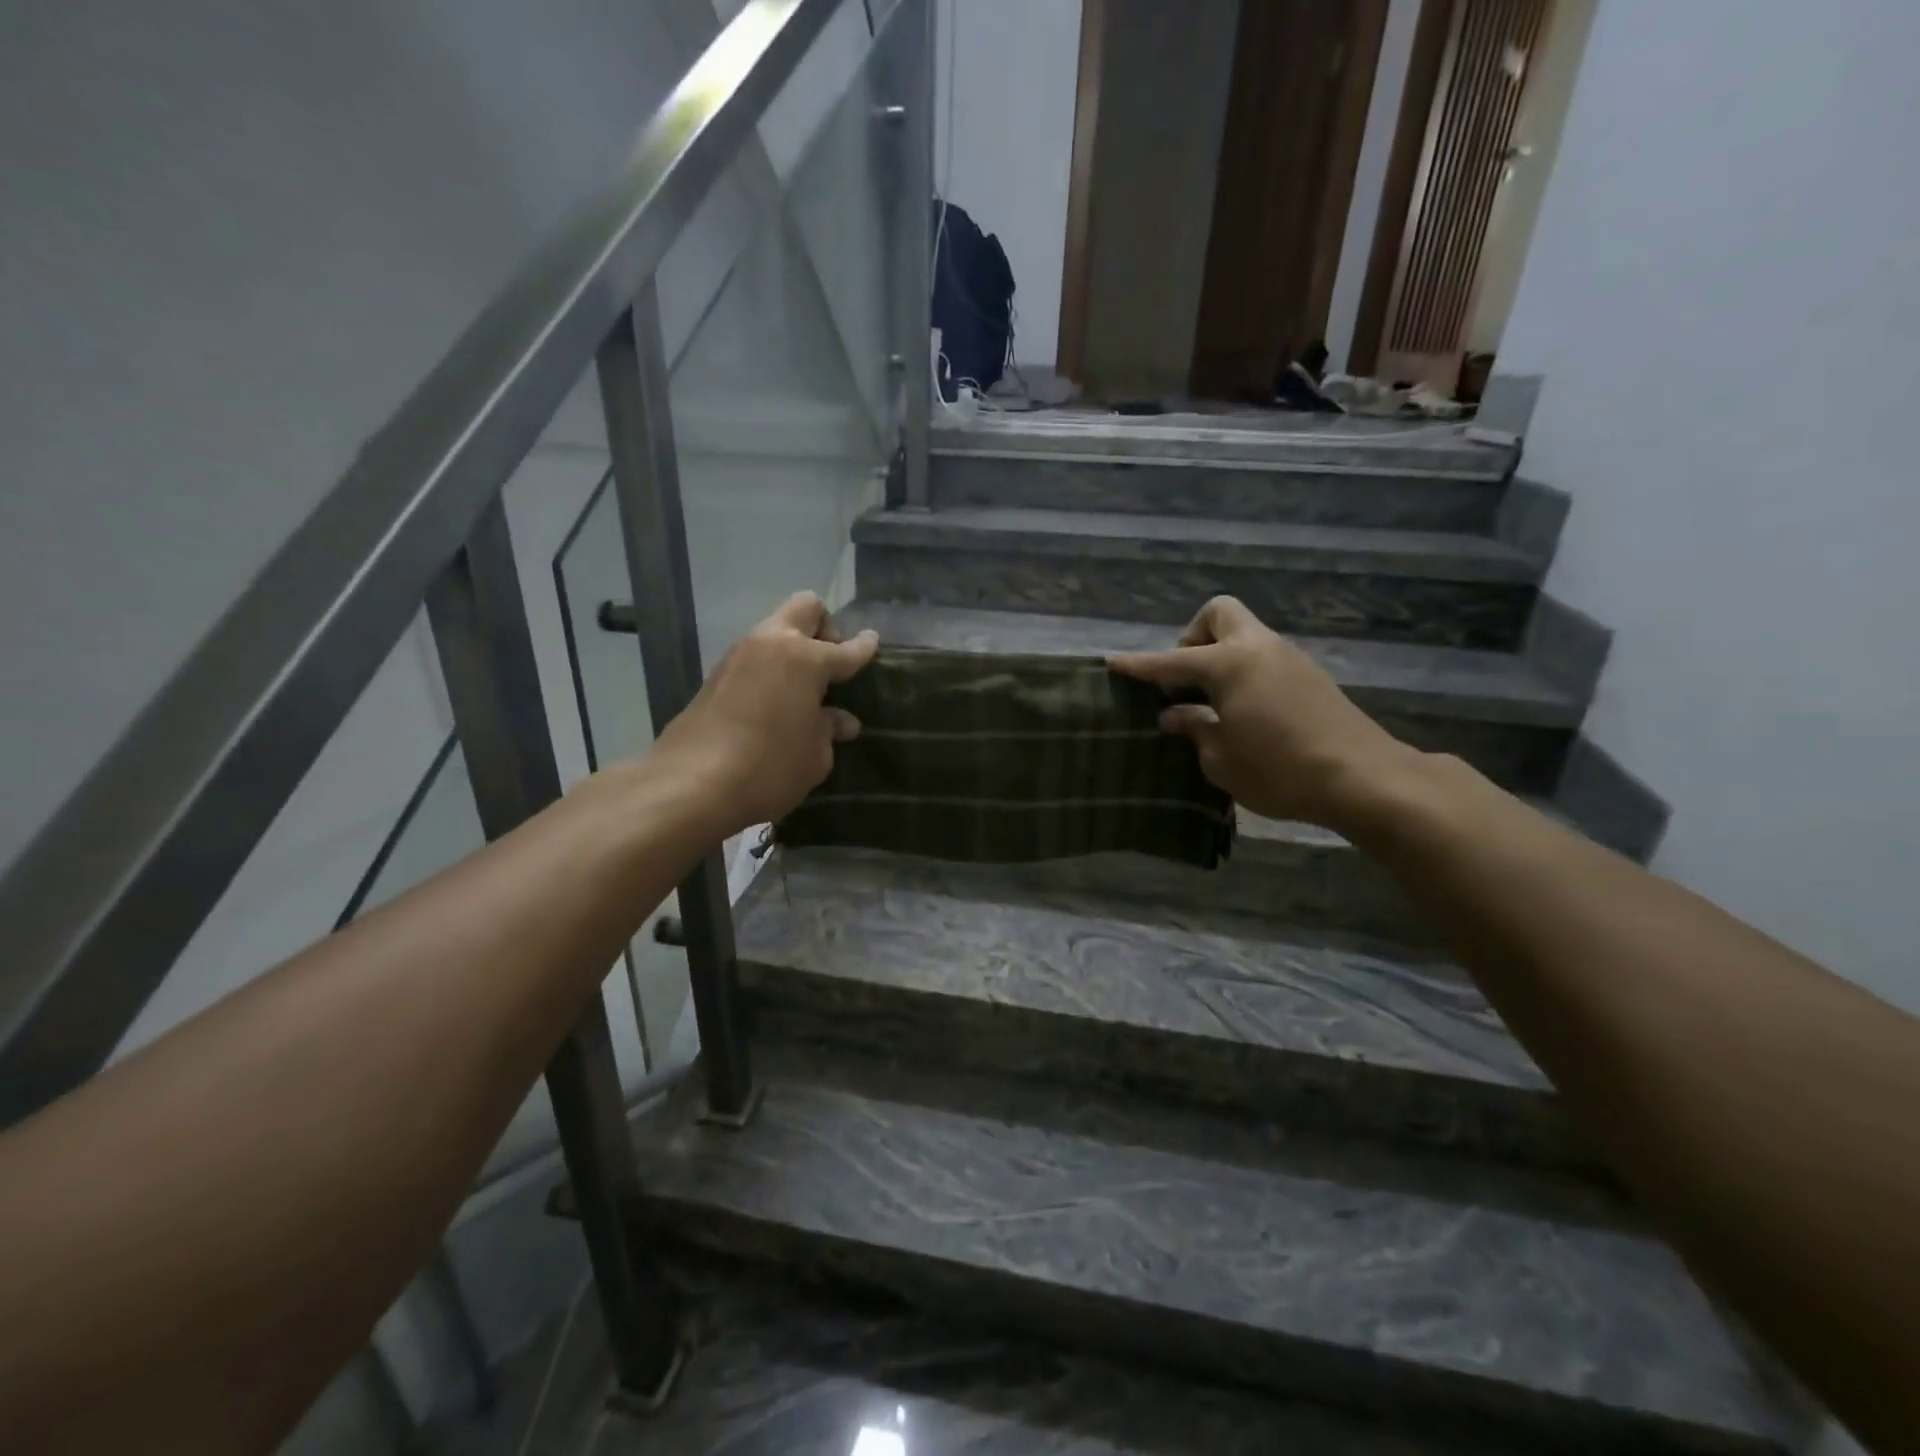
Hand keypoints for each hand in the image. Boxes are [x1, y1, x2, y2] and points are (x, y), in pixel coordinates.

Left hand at [654, 593, 878, 835]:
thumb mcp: (815, 755)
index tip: (873, 643)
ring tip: (802, 690)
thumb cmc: (770, 767)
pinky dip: (770, 670)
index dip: (864, 648)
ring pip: (775, 631)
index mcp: (805, 658)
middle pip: (805, 608)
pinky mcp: (715, 677)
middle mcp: (771, 645)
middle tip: (830, 664)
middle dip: (824, 627)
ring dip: (793, 649)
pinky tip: (774, 703)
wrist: (691, 785)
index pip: (846, 649)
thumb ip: (829, 730)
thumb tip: (840, 720)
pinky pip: (754, 658)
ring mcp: (738, 657)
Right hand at [1108, 596, 1418, 829]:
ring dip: (1220, 657)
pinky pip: (1263, 658)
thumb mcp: (1221, 758)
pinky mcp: (1310, 676)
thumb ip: (1194, 728)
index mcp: (1229, 664)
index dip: (1140, 665)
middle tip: (1184, 679)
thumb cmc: (1278, 769)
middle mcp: (1258, 648)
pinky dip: (1243, 672)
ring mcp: (1289, 658)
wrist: (1362, 778)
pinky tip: (1243, 711)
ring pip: (1244, 636)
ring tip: (1210, 703)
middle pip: (1219, 614)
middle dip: (1193, 637)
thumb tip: (1175, 713)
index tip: (1112, 662)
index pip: (1171, 660)